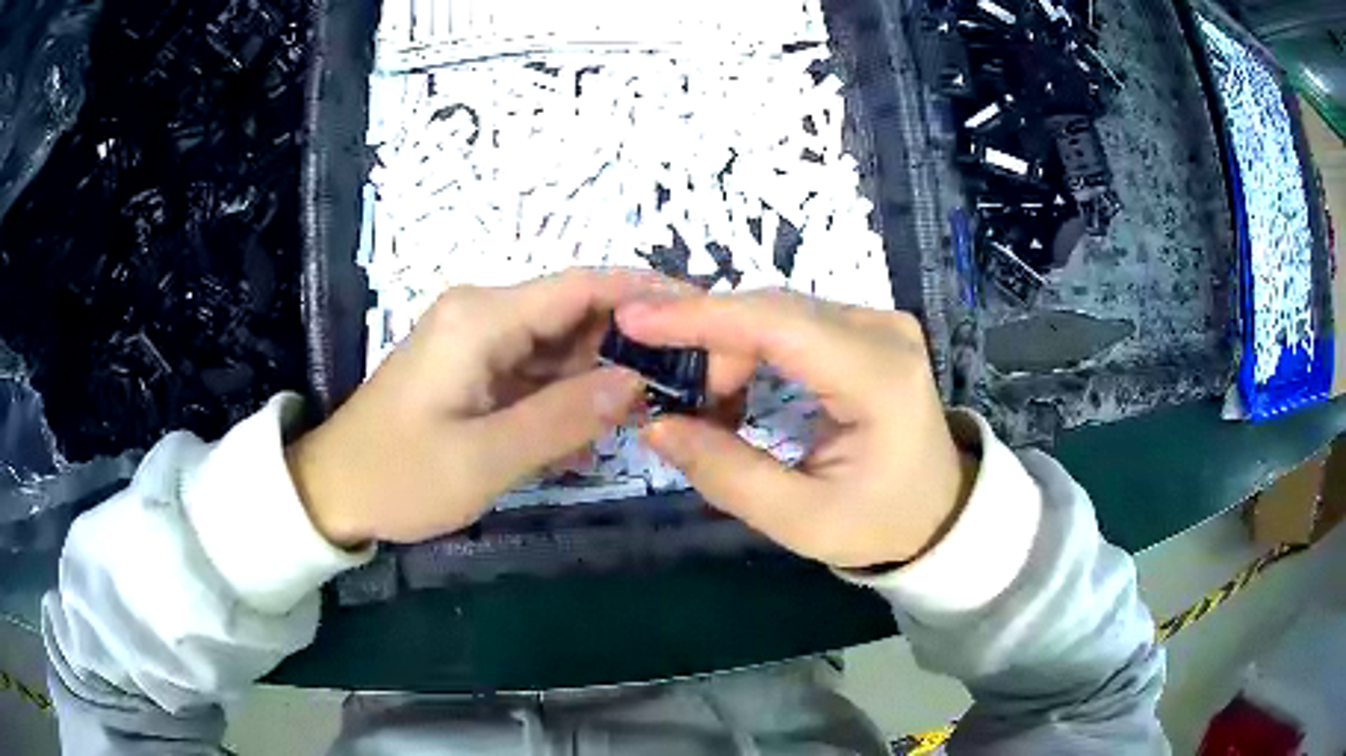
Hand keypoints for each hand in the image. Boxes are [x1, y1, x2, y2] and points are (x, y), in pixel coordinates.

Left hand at [286, 269, 659, 546]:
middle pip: (576, 312)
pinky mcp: (474, 366)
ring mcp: (478, 340)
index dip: (645, 292)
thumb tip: (637, 384)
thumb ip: (564, 418)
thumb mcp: (484, 459)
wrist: (333, 490)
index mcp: (482, 319)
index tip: (703, 311)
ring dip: (602, 375)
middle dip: (633, 342)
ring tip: (653, 409)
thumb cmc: (399, 475)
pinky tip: (591, 432)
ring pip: (561, 345)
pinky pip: (537, 370)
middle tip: (690, 379)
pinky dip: (568, 396)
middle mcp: (483, 314)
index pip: (581, 286)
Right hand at [616, 290, 977, 569]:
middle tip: (672, 396)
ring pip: (778, 311)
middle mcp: (883, 330)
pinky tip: (737, 388)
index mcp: (879, 376)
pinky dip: (752, 348)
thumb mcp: (800, 519)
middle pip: (773, 310)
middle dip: (709, 343)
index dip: (702, 318)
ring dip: (729, 349)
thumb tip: (655, 425)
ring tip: (709, 406)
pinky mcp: (868, 326)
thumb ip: (726, 473)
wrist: (938, 511)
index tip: (634, 321)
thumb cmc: (878, 522)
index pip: (778, 325)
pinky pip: (793, 321)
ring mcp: (880, 321)